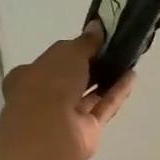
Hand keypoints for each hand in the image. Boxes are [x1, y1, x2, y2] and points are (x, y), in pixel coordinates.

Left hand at [0, 27, 135, 159]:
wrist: (50, 131)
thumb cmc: (49, 83)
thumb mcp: (67, 52)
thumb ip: (84, 42)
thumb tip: (97, 27)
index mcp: (28, 78)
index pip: (50, 62)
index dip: (70, 52)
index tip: (92, 42)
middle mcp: (43, 99)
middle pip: (70, 80)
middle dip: (90, 67)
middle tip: (113, 50)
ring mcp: (64, 118)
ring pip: (88, 95)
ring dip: (106, 79)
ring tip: (127, 61)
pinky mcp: (85, 132)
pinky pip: (102, 108)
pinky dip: (116, 93)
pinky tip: (131, 77)